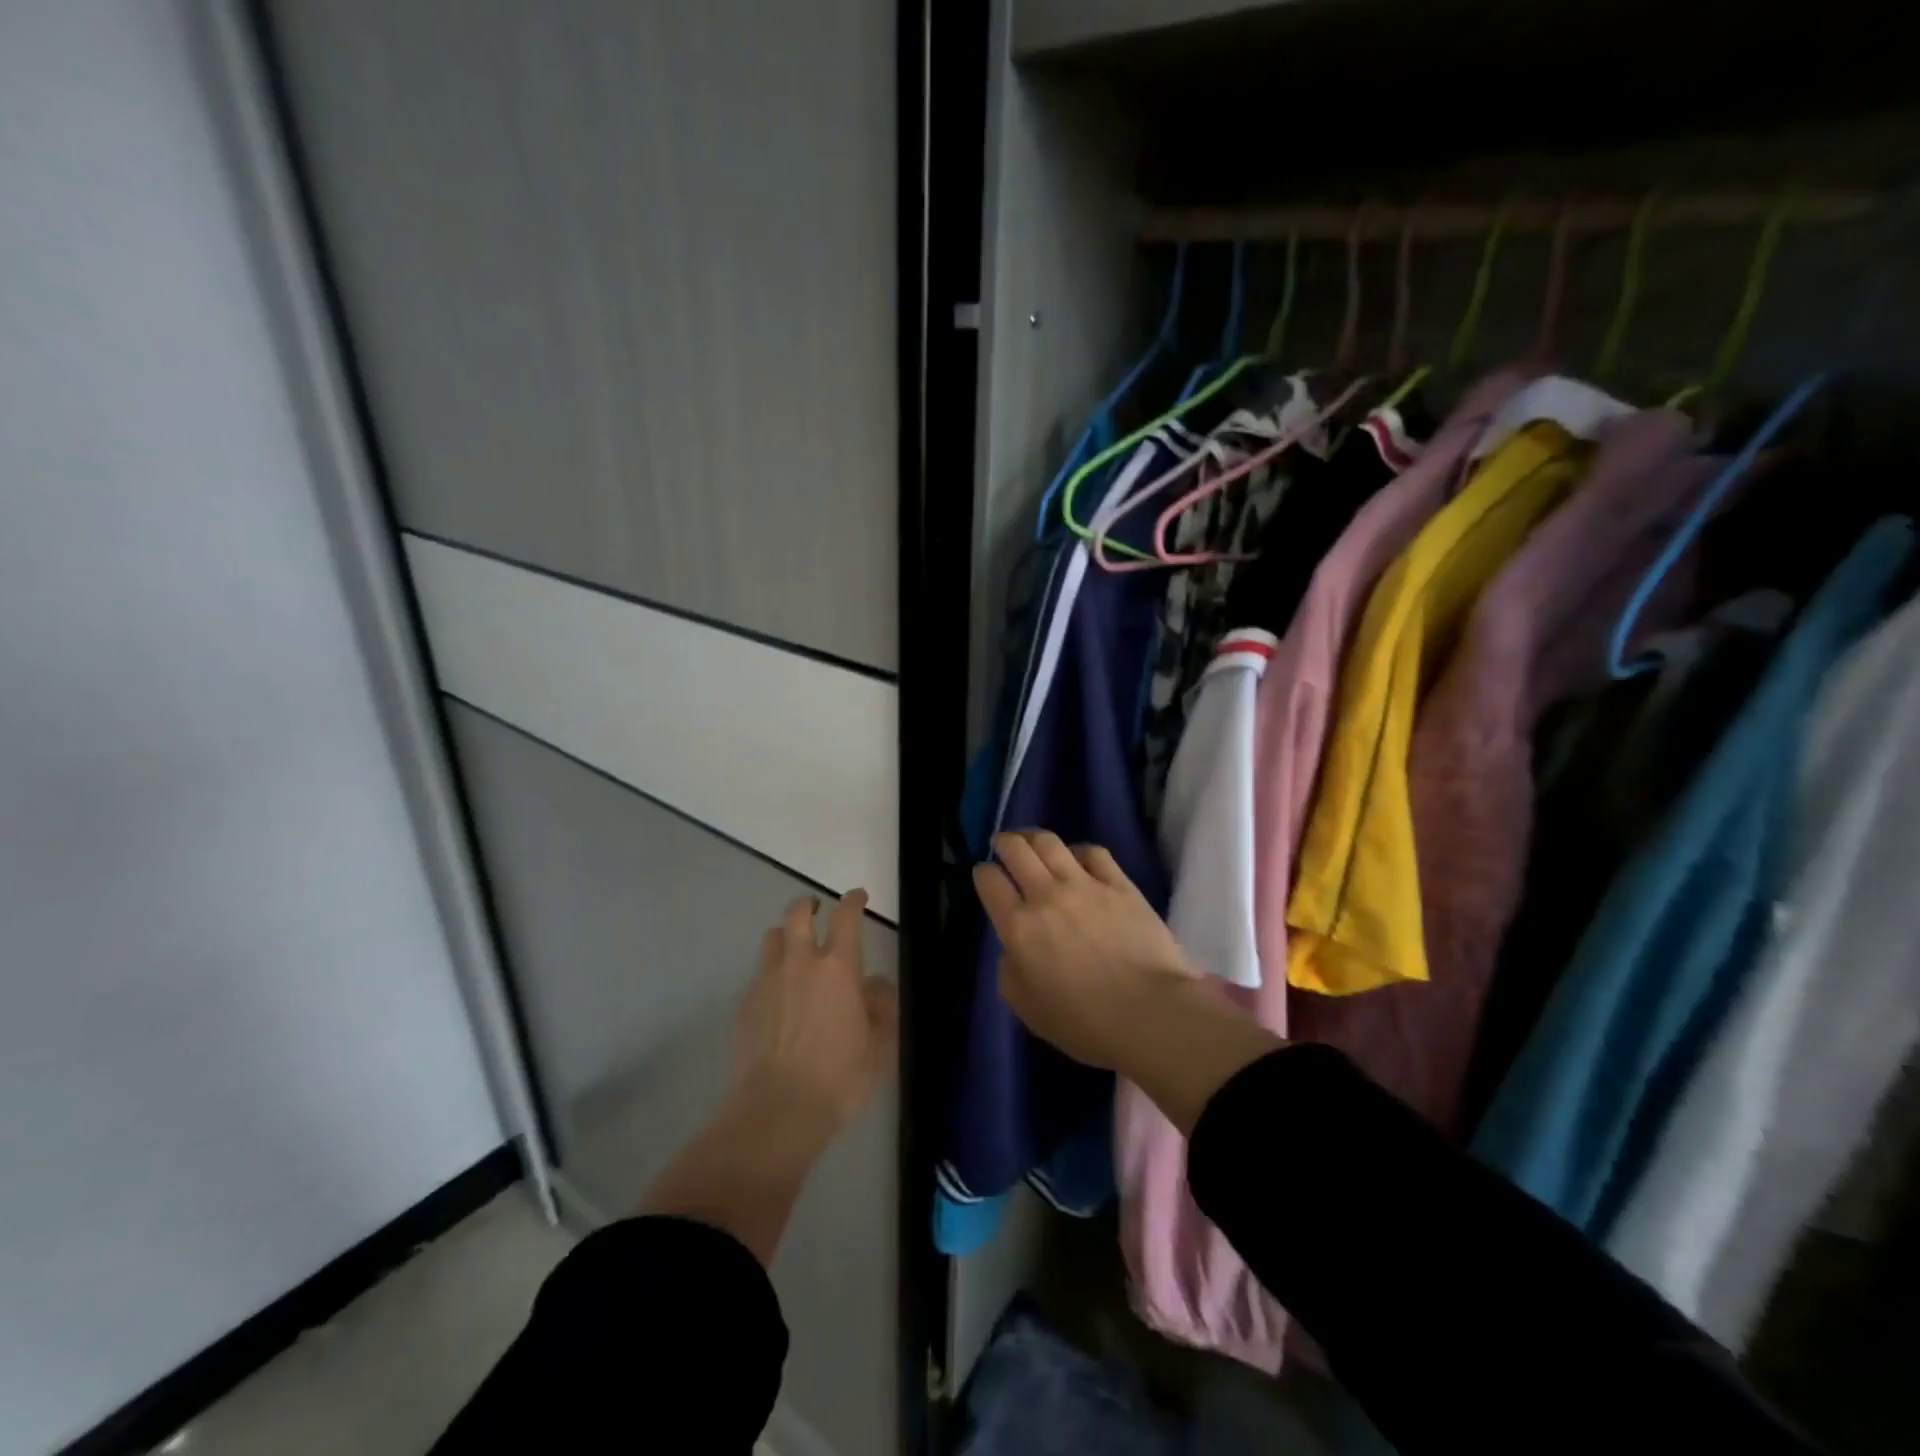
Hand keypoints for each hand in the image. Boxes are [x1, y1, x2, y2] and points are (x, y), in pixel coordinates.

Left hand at [735, 889, 897, 1138]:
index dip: (853, 901)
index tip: (858, 896)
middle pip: (798, 915)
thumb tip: (876, 984)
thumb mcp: (880, 1046)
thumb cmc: (839, 1077)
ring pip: (771, 938)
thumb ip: (882, 1006)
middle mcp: (799, 963)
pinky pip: (757, 974)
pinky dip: (769, 973)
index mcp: (838, 968)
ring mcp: (766, 981)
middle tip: (816, 910)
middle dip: (808, 905)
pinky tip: (776, 995)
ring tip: (791, 947)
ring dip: (784, 935)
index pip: (846, 918)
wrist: (776, 1111)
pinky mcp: (744, 1004)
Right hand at [973, 830, 1198, 1070]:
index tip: (985, 875)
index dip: (982, 873)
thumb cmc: (1084, 1023)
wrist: (1149, 1013)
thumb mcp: (1027, 1008)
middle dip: (1004, 843)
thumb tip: (1014, 948)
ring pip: (1050, 842)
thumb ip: (1010, 971)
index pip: (989, 881)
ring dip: (1034, 837)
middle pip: (1016, 850)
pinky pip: (1093, 852)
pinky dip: (1078, 850)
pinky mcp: (1120, 884)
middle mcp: (1046, 895)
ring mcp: (1085, 885)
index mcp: (1018, 927)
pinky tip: (1076, 857)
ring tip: (1031, 840)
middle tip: (1003, 846)